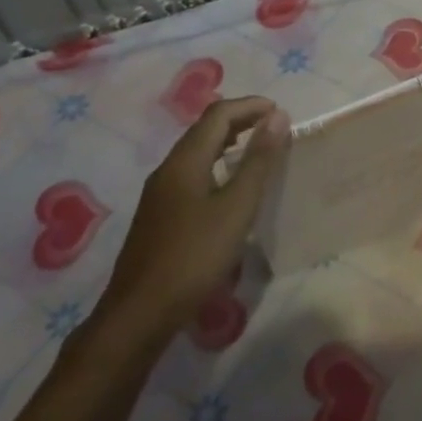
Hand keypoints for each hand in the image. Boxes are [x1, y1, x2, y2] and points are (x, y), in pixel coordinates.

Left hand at [97, 96, 289, 348]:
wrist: (140, 313)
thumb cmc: (194, 256)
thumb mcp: (236, 207)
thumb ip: (258, 161)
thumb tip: (277, 116)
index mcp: (185, 161)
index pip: (218, 114)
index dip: (250, 106)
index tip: (281, 113)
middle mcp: (168, 169)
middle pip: (205, 130)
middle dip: (240, 120)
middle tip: (274, 127)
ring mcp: (160, 194)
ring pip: (197, 153)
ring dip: (228, 143)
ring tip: (259, 151)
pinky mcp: (160, 216)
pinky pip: (192, 174)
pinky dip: (217, 165)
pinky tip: (230, 188)